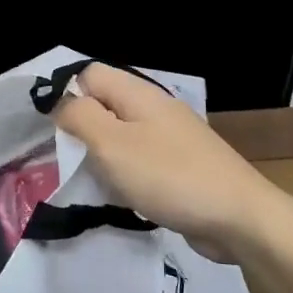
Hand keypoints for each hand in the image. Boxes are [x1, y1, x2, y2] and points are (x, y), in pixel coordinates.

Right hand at [51, 64, 292, 263]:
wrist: (239, 218)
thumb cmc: (169, 176)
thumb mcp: (111, 144)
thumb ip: (80, 117)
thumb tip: (60, 102)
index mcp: (138, 94)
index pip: (89, 74)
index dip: (66, 94)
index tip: (53, 130)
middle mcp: (155, 108)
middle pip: (105, 104)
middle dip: (82, 128)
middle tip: (69, 159)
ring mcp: (171, 137)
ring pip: (121, 134)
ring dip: (103, 156)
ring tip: (94, 181)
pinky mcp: (181, 165)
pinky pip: (141, 160)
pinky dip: (126, 174)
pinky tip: (124, 196)